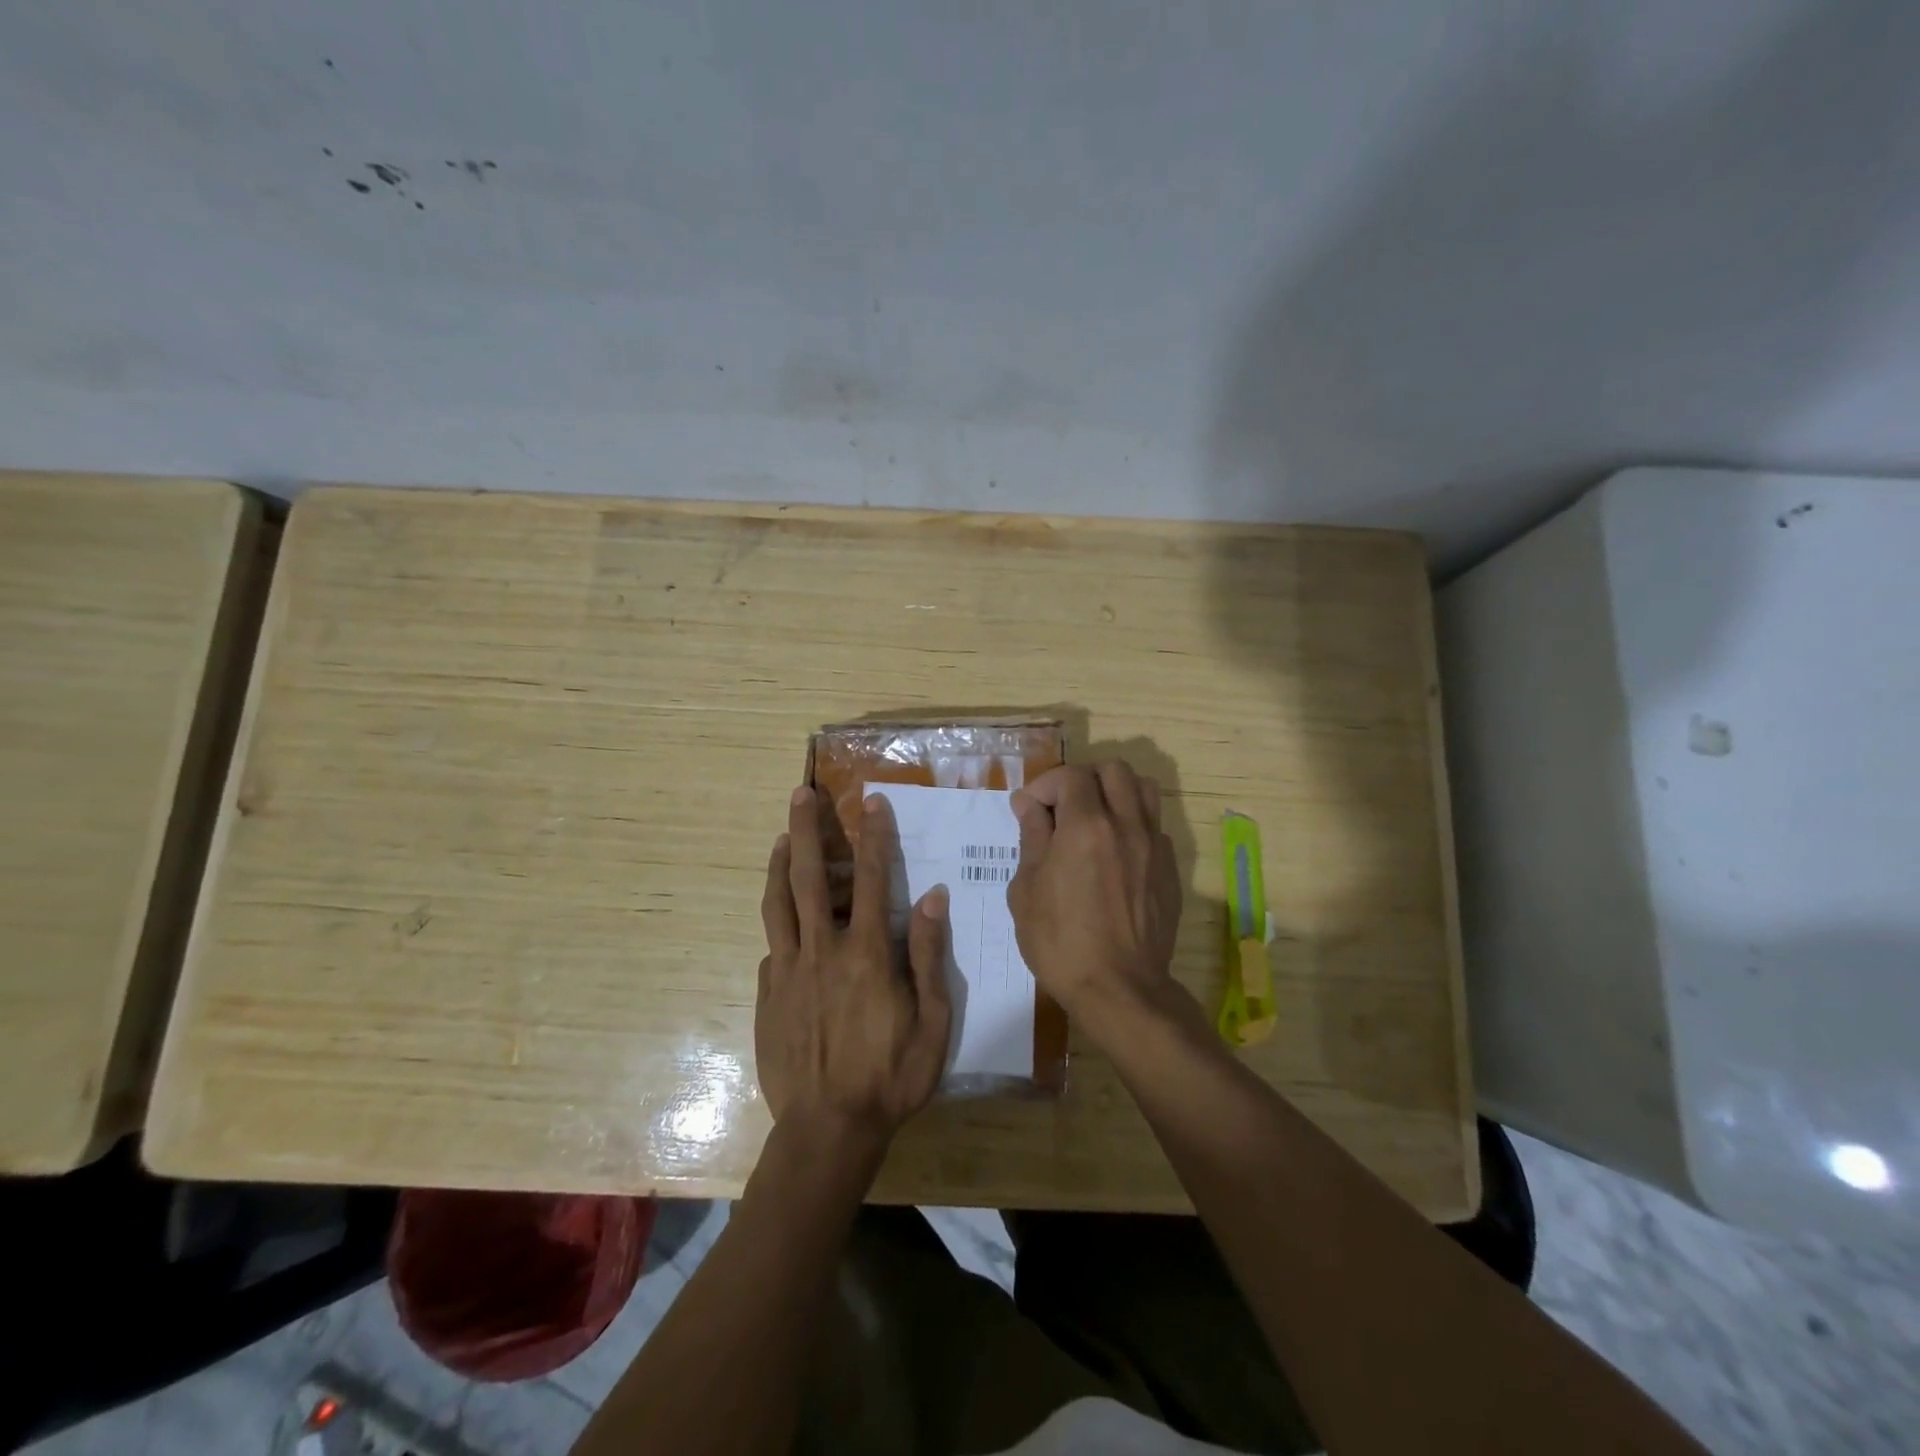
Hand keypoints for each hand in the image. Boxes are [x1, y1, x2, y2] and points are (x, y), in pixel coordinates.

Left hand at [756, 786, 952, 1151]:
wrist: (828, 1130)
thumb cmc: (891, 1076)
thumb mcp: (932, 1021)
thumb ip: (929, 956)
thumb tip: (933, 897)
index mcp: (866, 953)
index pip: (871, 879)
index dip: (873, 837)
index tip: (871, 802)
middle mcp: (822, 950)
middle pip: (809, 877)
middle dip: (806, 830)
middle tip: (800, 794)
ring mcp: (788, 971)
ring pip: (778, 904)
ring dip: (779, 864)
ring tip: (781, 837)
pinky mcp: (767, 994)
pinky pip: (772, 947)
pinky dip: (778, 922)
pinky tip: (785, 920)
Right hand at [1008, 762, 1185, 1039]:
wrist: (1120, 989)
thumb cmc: (1060, 942)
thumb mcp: (1027, 890)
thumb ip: (1032, 838)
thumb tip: (1029, 805)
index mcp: (1086, 826)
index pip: (1070, 776)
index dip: (1044, 785)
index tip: (1029, 809)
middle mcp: (1126, 825)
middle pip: (1114, 770)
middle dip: (1083, 778)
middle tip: (1063, 806)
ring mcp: (1154, 846)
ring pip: (1144, 789)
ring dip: (1116, 792)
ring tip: (1094, 818)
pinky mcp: (1170, 869)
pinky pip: (1154, 826)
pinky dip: (1132, 824)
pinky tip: (1115, 853)